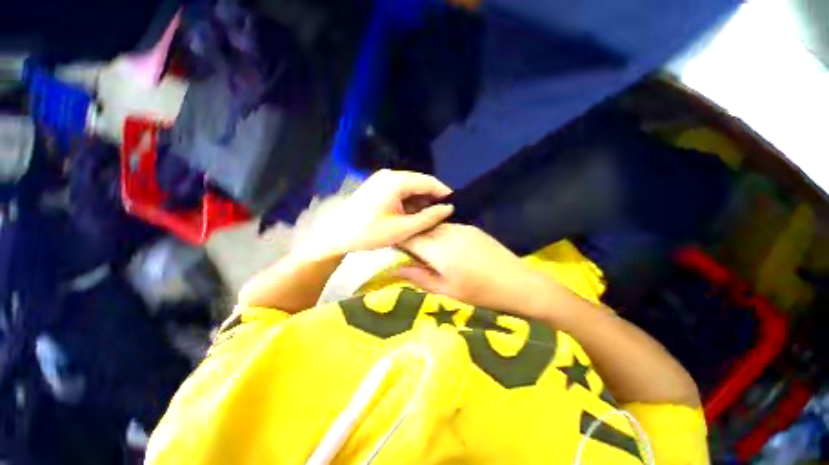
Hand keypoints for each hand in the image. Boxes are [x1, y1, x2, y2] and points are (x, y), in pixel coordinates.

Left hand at [304, 170, 453, 257]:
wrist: (336, 235)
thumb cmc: (369, 233)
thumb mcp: (403, 229)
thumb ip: (429, 217)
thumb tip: (449, 208)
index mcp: (397, 181)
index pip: (429, 181)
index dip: (444, 193)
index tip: (455, 206)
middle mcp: (390, 175)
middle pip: (419, 184)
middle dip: (432, 199)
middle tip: (444, 215)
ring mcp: (382, 180)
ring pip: (410, 188)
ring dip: (421, 202)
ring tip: (431, 217)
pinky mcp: (378, 187)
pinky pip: (400, 192)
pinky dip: (409, 203)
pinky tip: (413, 215)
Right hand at [397, 224, 552, 318]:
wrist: (519, 283)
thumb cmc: (480, 293)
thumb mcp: (446, 291)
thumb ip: (418, 277)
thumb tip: (394, 269)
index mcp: (438, 249)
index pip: (408, 237)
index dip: (397, 241)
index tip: (392, 250)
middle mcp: (447, 232)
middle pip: (420, 229)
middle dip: (410, 238)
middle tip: (407, 253)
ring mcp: (461, 227)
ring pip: (433, 227)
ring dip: (425, 236)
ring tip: (425, 252)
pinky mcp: (471, 228)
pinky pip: (447, 227)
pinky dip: (439, 235)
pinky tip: (444, 248)